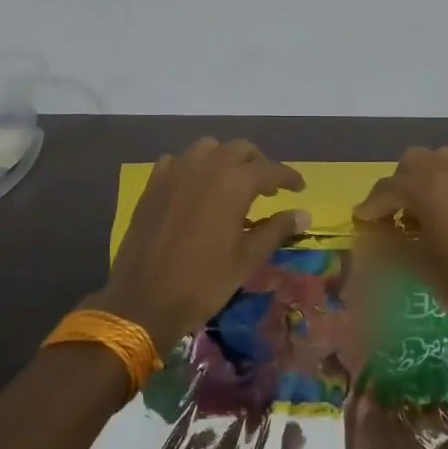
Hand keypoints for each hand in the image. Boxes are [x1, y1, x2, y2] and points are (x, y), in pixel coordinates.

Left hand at [99, 138, 308, 353]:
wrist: (144, 300)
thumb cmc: (203, 282)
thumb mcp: (247, 258)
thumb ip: (277, 229)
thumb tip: (304, 213)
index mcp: (234, 183)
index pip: (270, 169)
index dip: (288, 177)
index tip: (300, 188)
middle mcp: (205, 166)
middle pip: (240, 149)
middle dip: (258, 164)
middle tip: (267, 188)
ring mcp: (175, 172)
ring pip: (208, 148)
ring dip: (225, 159)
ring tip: (232, 184)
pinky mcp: (153, 184)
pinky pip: (177, 161)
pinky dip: (192, 168)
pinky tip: (195, 189)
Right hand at [352, 146, 447, 361]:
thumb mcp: (420, 266)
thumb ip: (395, 242)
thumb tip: (378, 234)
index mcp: (430, 189)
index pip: (389, 187)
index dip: (371, 205)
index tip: (361, 220)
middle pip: (414, 161)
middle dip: (398, 183)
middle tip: (393, 213)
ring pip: (443, 160)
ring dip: (426, 178)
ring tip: (423, 210)